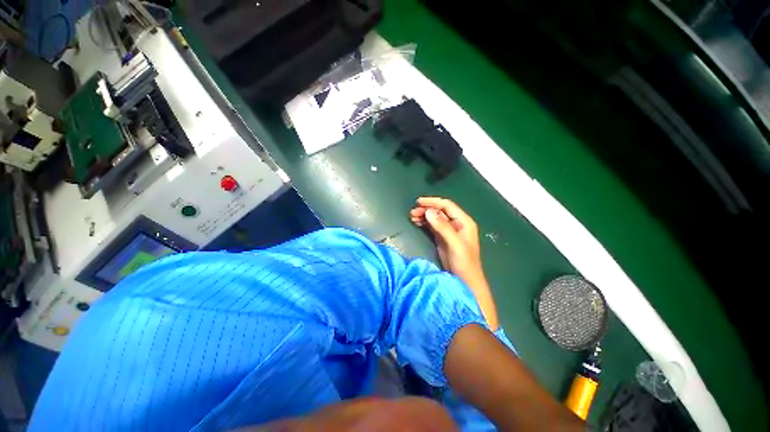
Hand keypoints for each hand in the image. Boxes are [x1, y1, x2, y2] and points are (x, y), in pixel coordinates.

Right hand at [409, 197, 482, 284]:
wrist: (466, 281)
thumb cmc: (464, 263)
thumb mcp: (455, 244)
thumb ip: (443, 227)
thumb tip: (428, 212)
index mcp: (464, 222)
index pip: (447, 205)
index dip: (432, 202)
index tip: (418, 202)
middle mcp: (457, 224)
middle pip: (440, 211)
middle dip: (426, 209)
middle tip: (412, 212)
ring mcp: (449, 231)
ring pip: (435, 218)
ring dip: (424, 216)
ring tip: (412, 217)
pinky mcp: (443, 238)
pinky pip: (432, 226)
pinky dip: (424, 223)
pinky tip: (417, 222)